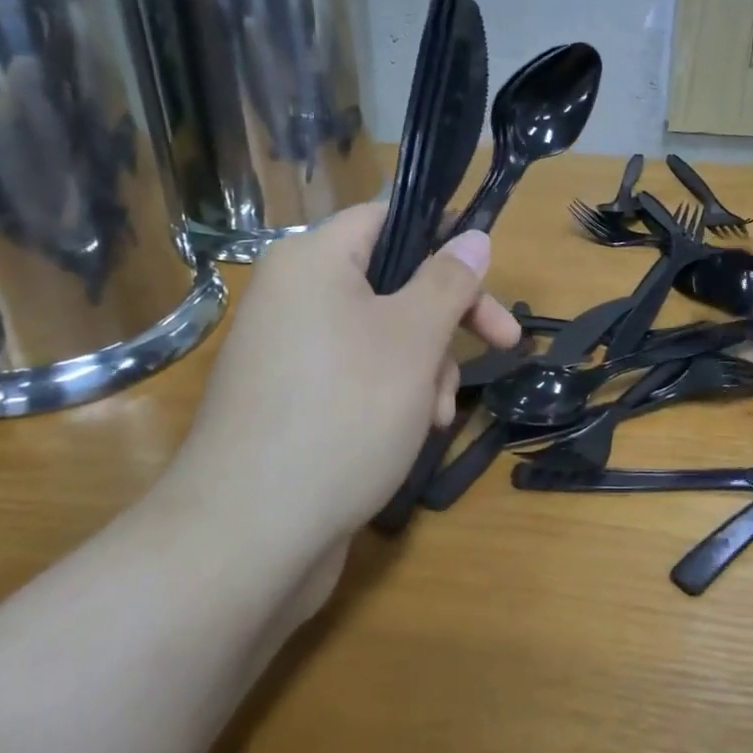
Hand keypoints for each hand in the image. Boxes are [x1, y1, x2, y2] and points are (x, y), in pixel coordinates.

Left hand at [182, 202, 519, 556]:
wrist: (250, 535)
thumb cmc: (344, 412)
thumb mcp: (413, 339)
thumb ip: (449, 281)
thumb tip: (473, 236)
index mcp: (313, 261)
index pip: (387, 217)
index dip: (442, 236)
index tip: (488, 271)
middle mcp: (294, 297)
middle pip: (392, 282)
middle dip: (447, 320)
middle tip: (503, 344)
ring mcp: (289, 353)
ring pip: (382, 336)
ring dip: (425, 367)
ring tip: (436, 416)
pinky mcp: (291, 402)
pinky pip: (356, 376)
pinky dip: (392, 395)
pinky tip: (412, 435)